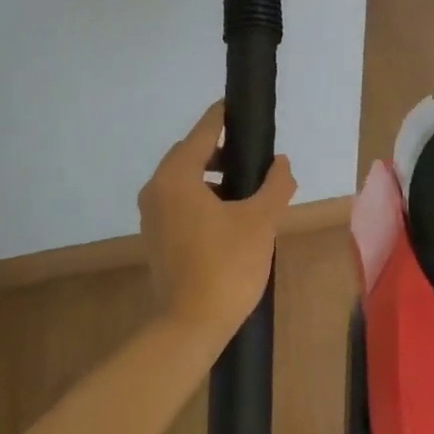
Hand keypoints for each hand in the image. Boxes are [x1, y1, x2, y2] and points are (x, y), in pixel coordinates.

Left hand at [139, 102, 296, 339]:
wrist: (190, 326)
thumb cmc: (226, 266)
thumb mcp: (260, 221)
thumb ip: (275, 185)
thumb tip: (282, 163)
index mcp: (177, 176)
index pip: (203, 132)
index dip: (223, 117)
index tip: (240, 107)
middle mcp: (157, 189)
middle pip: (189, 153)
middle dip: (219, 150)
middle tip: (252, 155)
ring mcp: (151, 215)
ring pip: (183, 179)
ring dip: (211, 176)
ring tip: (246, 188)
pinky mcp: (154, 237)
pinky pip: (178, 202)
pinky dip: (201, 197)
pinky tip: (228, 215)